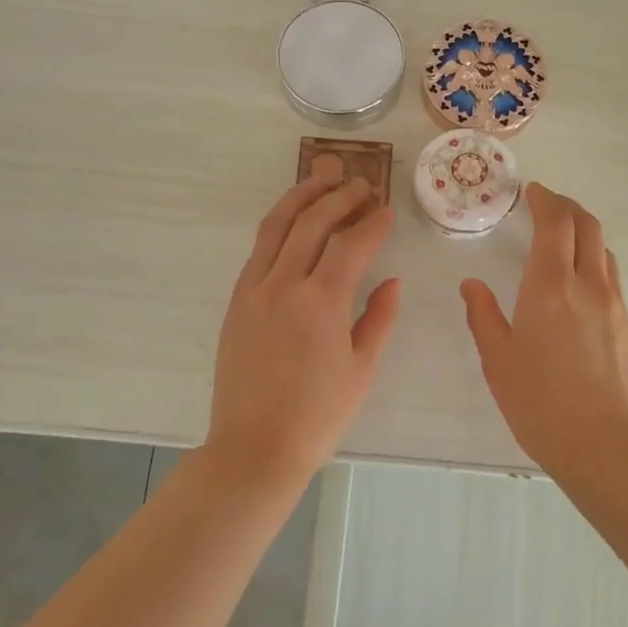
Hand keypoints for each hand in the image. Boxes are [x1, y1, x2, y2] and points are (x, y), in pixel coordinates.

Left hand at [206, 176, 400, 491]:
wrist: (255, 447)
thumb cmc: (318, 416)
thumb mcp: (362, 370)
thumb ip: (378, 318)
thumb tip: (391, 281)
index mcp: (321, 303)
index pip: (351, 244)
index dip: (372, 223)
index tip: (387, 211)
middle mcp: (283, 285)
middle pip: (312, 222)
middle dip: (339, 197)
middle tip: (361, 185)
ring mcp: (253, 290)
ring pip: (276, 226)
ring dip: (301, 197)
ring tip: (322, 179)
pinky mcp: (236, 301)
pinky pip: (258, 250)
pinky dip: (278, 226)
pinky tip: (294, 223)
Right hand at [461, 183, 627, 480]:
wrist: (607, 447)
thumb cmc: (541, 405)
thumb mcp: (499, 362)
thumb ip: (483, 317)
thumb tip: (472, 284)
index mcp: (550, 287)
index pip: (556, 223)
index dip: (546, 200)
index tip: (534, 192)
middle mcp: (589, 286)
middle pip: (588, 226)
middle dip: (568, 207)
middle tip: (548, 205)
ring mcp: (616, 306)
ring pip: (605, 252)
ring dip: (585, 234)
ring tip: (564, 242)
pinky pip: (612, 281)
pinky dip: (595, 265)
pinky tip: (579, 290)